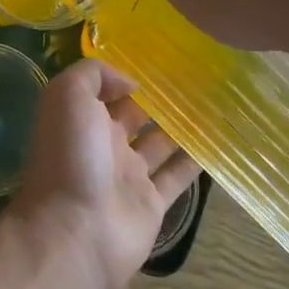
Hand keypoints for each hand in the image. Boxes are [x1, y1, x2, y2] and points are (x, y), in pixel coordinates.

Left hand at [8, 59, 200, 288]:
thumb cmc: (70, 157)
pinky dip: (197, 160)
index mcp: (81, 119)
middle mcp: (104, 144)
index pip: (107, 91)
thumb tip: (131, 82)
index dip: (129, 75)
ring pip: (161, 143)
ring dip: (183, 125)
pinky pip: (178, 176)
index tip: (163, 58)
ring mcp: (128, 175)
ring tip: (218, 101)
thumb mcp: (67, 97)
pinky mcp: (151, 203)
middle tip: (200, 76)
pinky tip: (221, 140)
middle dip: (160, 98)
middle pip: (136, 115)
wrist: (75, 230)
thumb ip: (94, 75)